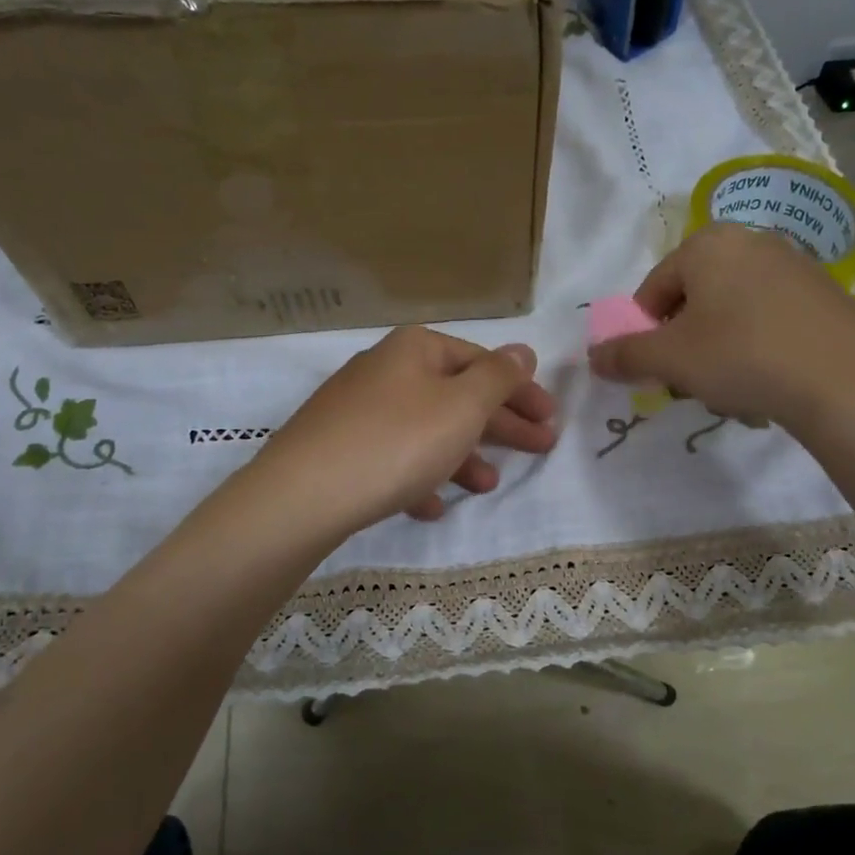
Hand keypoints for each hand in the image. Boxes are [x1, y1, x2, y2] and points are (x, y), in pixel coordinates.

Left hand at [251, 326, 558, 538]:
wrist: (303, 494)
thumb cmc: (397, 442)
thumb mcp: (461, 406)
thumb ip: (498, 377)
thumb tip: (523, 350)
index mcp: (416, 350)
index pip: (481, 361)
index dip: (521, 389)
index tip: (551, 418)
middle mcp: (386, 370)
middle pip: (457, 395)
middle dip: (501, 424)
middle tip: (540, 448)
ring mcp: (358, 410)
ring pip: (426, 429)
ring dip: (462, 455)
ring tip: (486, 485)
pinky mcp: (339, 448)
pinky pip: (392, 458)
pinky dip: (418, 477)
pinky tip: (430, 505)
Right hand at [587, 224, 854, 436]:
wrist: (845, 382)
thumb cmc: (741, 356)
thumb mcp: (670, 359)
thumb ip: (625, 355)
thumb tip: (592, 358)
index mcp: (707, 244)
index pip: (653, 289)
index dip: (644, 334)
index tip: (656, 370)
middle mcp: (751, 241)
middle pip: (694, 298)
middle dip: (684, 342)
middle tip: (691, 380)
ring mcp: (794, 265)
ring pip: (732, 312)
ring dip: (718, 349)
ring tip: (731, 387)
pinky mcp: (825, 294)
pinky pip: (770, 319)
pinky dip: (758, 347)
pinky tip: (768, 380)